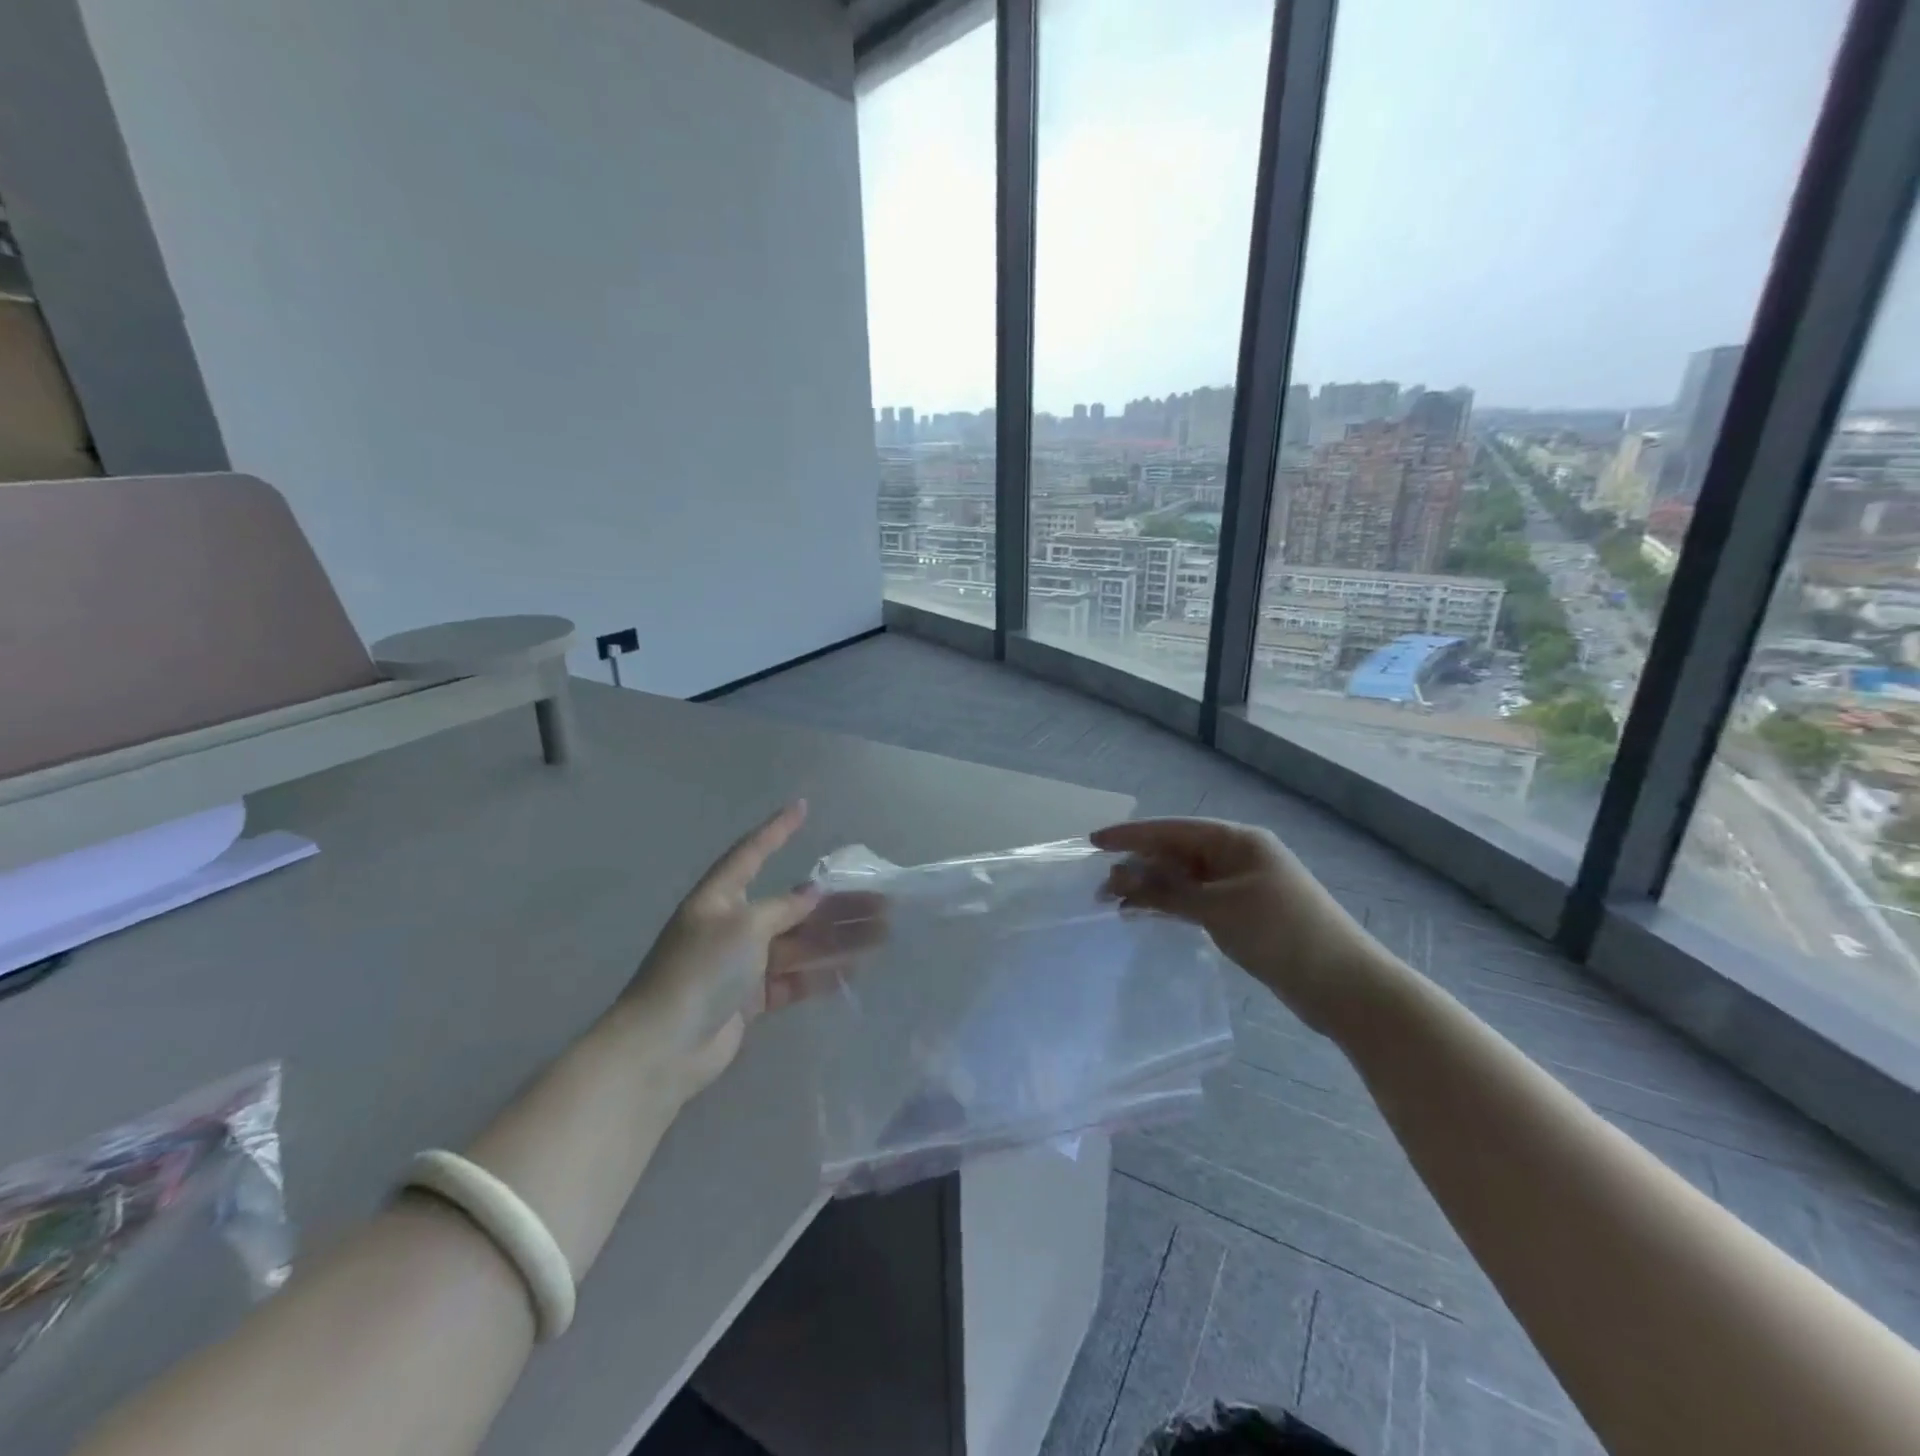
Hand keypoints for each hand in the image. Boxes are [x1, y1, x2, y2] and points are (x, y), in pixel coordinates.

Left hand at [623, 801, 875, 1096]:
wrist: (664, 1047)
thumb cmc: (701, 970)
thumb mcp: (745, 926)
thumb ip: (783, 908)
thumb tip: (812, 893)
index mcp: (721, 897)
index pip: (753, 852)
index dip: (777, 829)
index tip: (803, 807)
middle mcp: (733, 925)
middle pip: (792, 906)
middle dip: (835, 903)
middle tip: (881, 900)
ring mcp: (744, 964)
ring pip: (800, 944)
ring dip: (839, 939)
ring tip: (881, 935)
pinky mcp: (752, 999)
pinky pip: (794, 978)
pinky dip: (821, 974)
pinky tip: (854, 970)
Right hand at [1091, 817, 1391, 1035]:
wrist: (1343, 985)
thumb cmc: (1281, 933)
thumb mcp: (1218, 907)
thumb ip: (1166, 890)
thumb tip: (1119, 876)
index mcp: (1237, 841)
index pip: (1173, 829)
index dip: (1131, 835)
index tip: (1094, 842)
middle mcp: (1237, 856)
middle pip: (1176, 852)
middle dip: (1138, 865)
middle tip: (1098, 886)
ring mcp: (1241, 885)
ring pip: (1184, 878)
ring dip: (1150, 888)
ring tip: (1113, 903)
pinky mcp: (1242, 913)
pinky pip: (1195, 900)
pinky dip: (1170, 905)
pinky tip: (1144, 915)